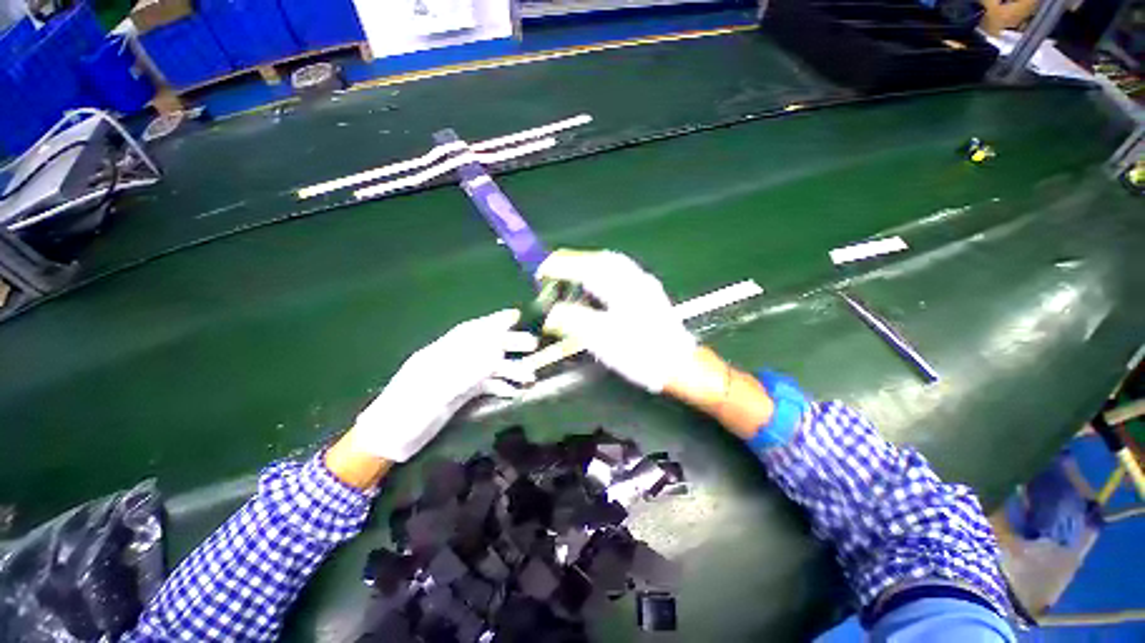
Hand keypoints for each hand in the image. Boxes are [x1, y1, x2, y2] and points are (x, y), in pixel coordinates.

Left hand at [350, 309, 537, 461]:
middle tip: (533, 345)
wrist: (386, 441)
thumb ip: (461, 373)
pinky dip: (500, 386)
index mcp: (439, 355)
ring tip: (530, 377)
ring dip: (509, 369)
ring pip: (488, 368)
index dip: (493, 321)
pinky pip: (484, 385)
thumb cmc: (402, 416)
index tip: (516, 315)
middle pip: (484, 347)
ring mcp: (456, 378)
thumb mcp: (429, 393)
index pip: (470, 332)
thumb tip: (493, 355)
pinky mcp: (459, 395)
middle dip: (509, 343)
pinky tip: (513, 392)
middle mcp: (450, 362)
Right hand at [537, 250, 696, 392]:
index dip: (561, 266)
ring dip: (589, 265)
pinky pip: (621, 274)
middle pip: (601, 259)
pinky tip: (597, 285)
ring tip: (572, 274)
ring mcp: (644, 286)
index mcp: (623, 288)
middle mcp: (635, 279)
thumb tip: (552, 314)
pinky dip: (603, 273)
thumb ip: (575, 321)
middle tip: (555, 270)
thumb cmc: (642, 354)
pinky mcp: (648, 295)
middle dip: (575, 261)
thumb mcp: (603, 340)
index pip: (586, 267)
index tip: (541, 271)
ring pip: (613, 265)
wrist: (680, 366)